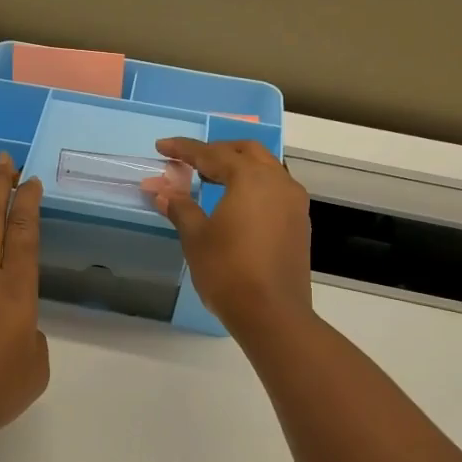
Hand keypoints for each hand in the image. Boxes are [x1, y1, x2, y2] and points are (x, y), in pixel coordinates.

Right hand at [148, 138, 313, 338]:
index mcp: (250, 178)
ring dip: (239, 167)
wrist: (272, 314)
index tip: (162, 147)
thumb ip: (180, 207)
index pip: (212, 154)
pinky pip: (275, 189)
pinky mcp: (299, 223)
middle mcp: (278, 181)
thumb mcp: (196, 237)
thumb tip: (161, 190)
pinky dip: (254, 186)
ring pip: (266, 169)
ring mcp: (294, 203)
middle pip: (246, 152)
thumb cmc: (228, 271)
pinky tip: (237, 203)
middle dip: (217, 151)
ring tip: (212, 179)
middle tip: (191, 161)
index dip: (184, 149)